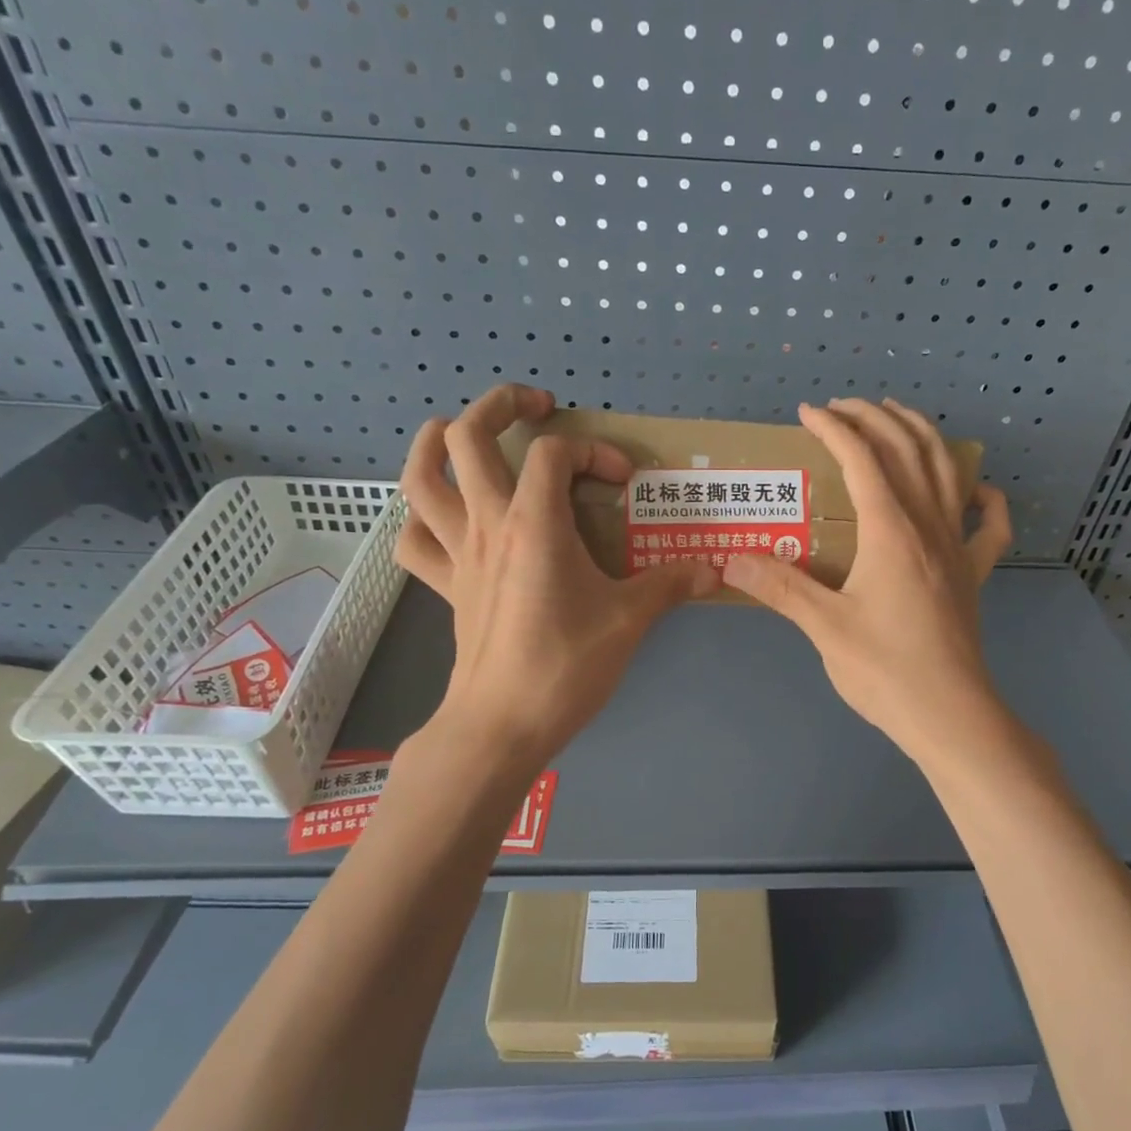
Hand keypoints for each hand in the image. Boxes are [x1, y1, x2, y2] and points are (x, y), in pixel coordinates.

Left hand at [395, 384, 717, 765]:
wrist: (502, 724)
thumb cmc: (565, 666)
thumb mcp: (628, 621)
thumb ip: (670, 586)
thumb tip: (715, 570)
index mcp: (533, 523)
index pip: (555, 452)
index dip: (592, 451)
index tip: (622, 483)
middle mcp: (487, 525)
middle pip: (466, 436)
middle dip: (499, 406)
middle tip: (536, 408)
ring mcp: (458, 554)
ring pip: (420, 478)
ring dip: (434, 443)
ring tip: (461, 433)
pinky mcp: (445, 586)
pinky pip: (415, 540)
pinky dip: (422, 518)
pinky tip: (444, 517)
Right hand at [723, 400, 1011, 765]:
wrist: (949, 714)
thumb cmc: (884, 669)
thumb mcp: (824, 627)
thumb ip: (780, 587)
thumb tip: (730, 559)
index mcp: (890, 531)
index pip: (862, 459)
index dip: (834, 429)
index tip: (807, 413)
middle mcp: (928, 525)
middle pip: (908, 451)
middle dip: (875, 418)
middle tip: (844, 407)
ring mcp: (958, 547)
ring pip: (948, 472)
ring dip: (923, 436)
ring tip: (898, 418)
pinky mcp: (974, 574)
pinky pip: (990, 525)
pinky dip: (986, 498)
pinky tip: (978, 489)